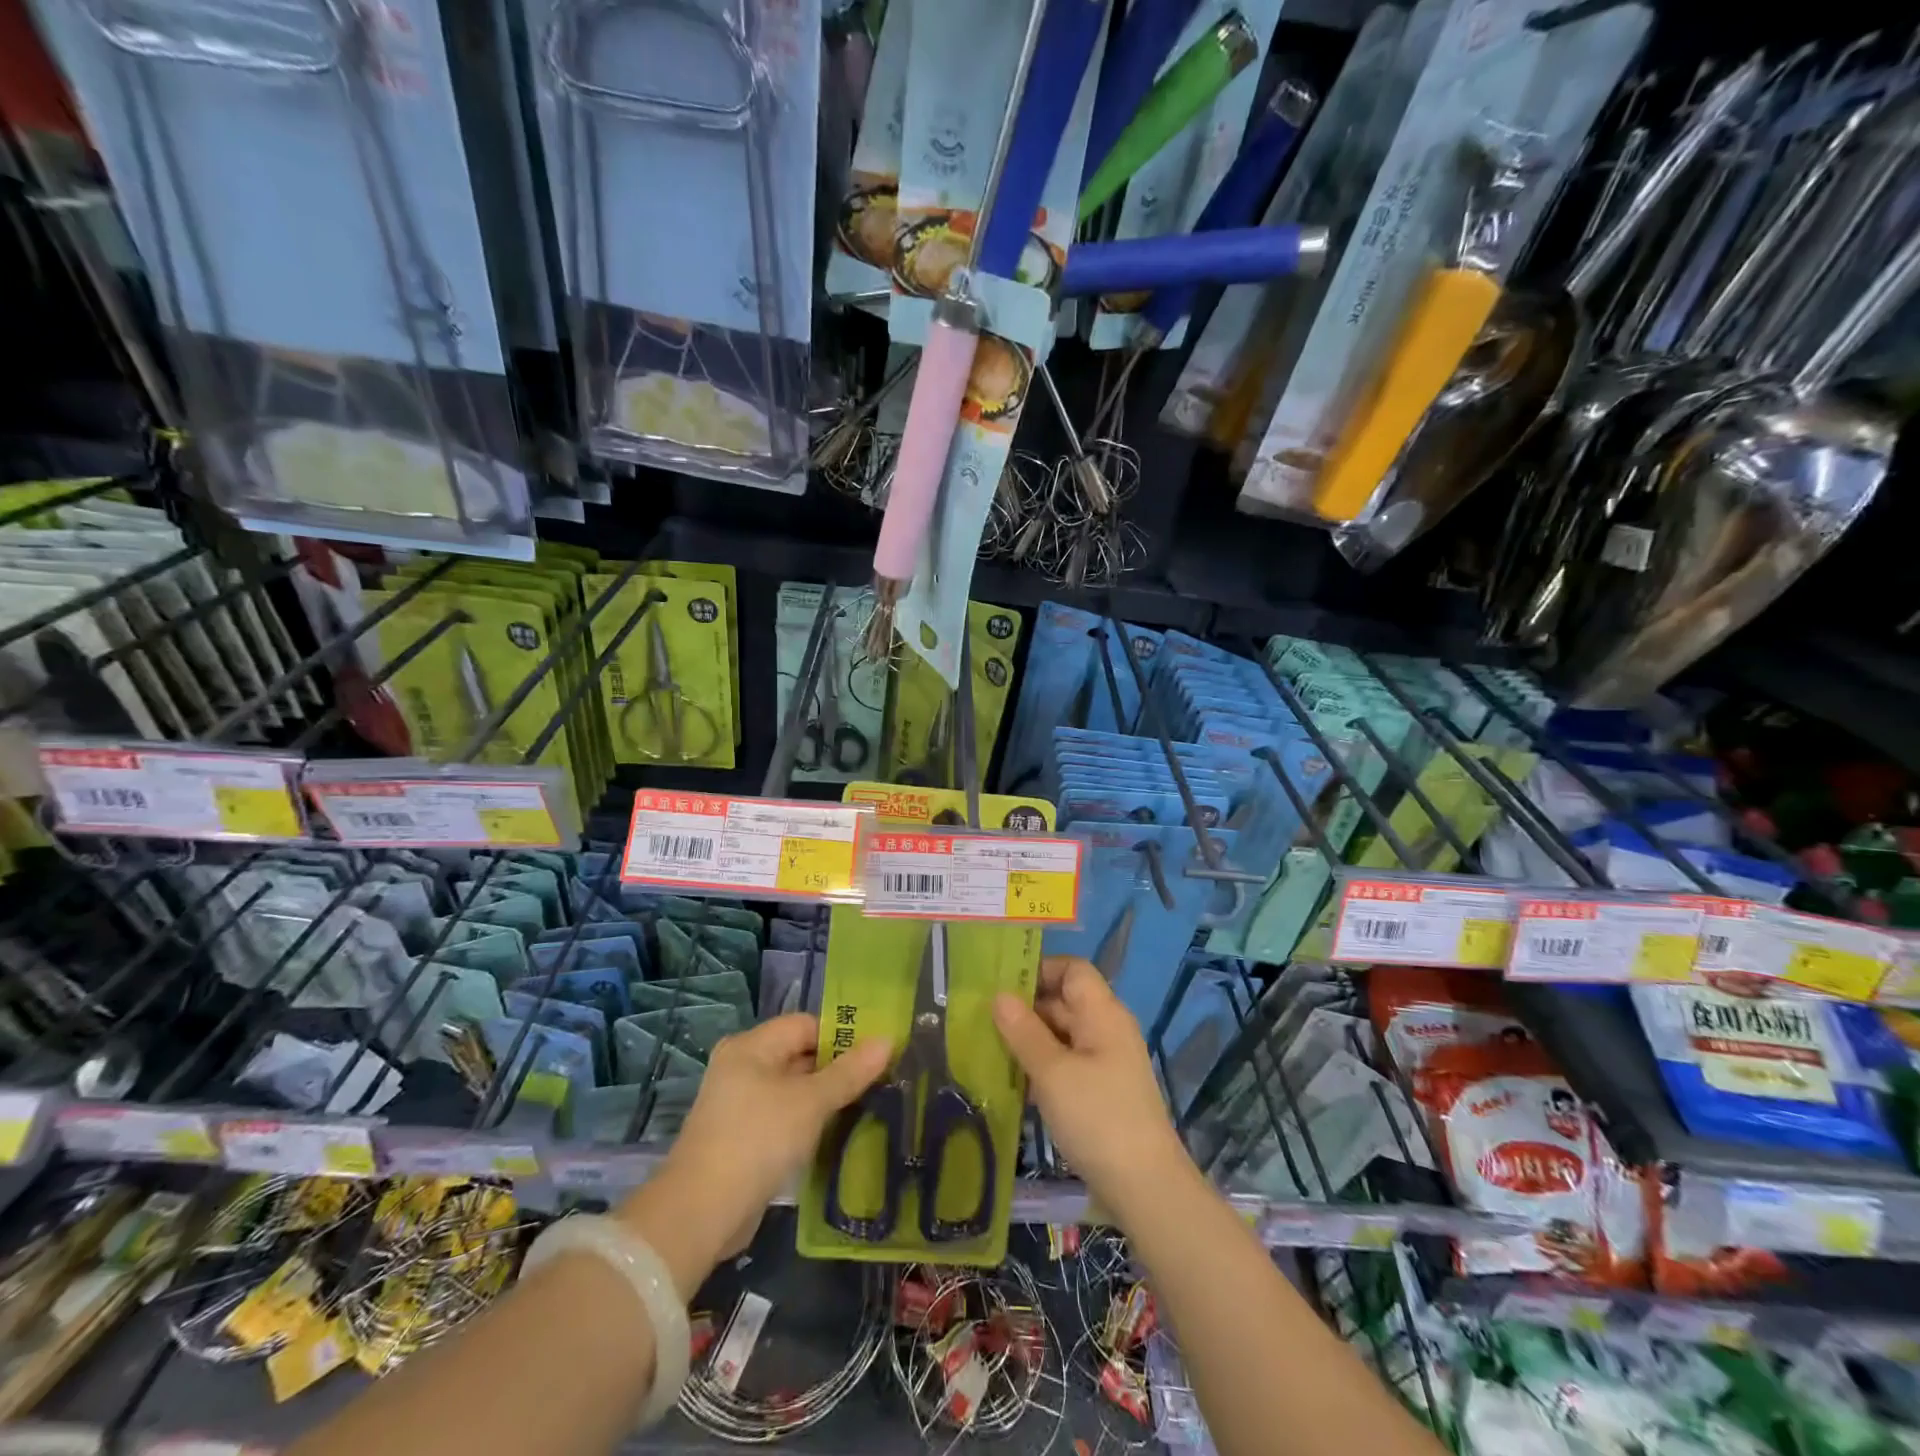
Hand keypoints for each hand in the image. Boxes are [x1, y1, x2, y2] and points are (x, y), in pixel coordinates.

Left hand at [617, 1015, 889, 1293]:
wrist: (700, 1214)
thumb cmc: (758, 1140)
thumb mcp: (811, 1102)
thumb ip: (849, 1072)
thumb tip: (887, 1040)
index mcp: (751, 1046)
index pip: (806, 1025)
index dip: (842, 1036)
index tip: (877, 1053)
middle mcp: (741, 1067)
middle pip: (799, 1055)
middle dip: (837, 1068)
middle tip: (879, 1080)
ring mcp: (738, 1105)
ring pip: (793, 1090)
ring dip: (824, 1099)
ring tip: (866, 1106)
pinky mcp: (741, 1138)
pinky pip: (783, 1117)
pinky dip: (807, 1123)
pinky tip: (835, 1134)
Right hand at [992, 956, 1189, 1219]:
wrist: (1145, 1189)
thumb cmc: (1098, 1118)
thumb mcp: (1052, 1073)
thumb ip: (1023, 1031)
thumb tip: (999, 995)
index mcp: (1102, 1014)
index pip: (1072, 969)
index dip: (1039, 969)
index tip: (1001, 984)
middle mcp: (1106, 1030)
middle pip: (1064, 1001)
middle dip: (1025, 1007)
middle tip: (981, 1019)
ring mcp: (1105, 1062)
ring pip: (1061, 1035)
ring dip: (1028, 1040)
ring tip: (987, 1049)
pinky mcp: (1100, 1092)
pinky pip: (1065, 1064)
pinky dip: (1040, 1067)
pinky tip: (1012, 1083)